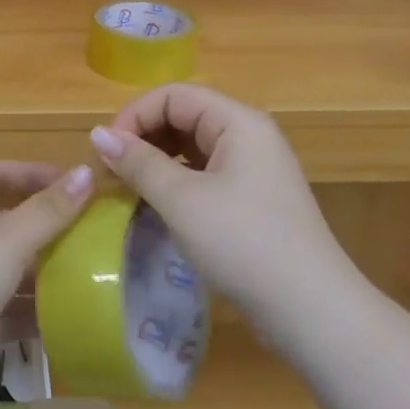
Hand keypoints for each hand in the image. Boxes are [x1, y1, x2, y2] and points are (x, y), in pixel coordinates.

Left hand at [0, 160, 94, 393]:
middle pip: (1, 219)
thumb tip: (88, 171)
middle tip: (90, 233)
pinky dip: (25, 313)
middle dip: (43, 226)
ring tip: (87, 276)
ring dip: (38, 272)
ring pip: (1, 268)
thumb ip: (48, 211)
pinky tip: (63, 323)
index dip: (34, 174)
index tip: (77, 184)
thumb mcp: (5, 240)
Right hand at [90, 85, 358, 331]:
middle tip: (110, 173)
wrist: (313, 312)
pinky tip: (156, 207)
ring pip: (191, 147)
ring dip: (156, 162)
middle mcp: (248, 135)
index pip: (173, 96)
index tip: (105, 153)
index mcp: (237, 121)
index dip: (134, 116)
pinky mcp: (252, 199)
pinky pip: (204, 174)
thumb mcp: (182, 201)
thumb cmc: (244, 244)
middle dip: (142, 138)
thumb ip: (138, 163)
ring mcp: (253, 168)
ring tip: (127, 189)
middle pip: (183, 116)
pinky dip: (175, 183)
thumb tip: (96, 134)